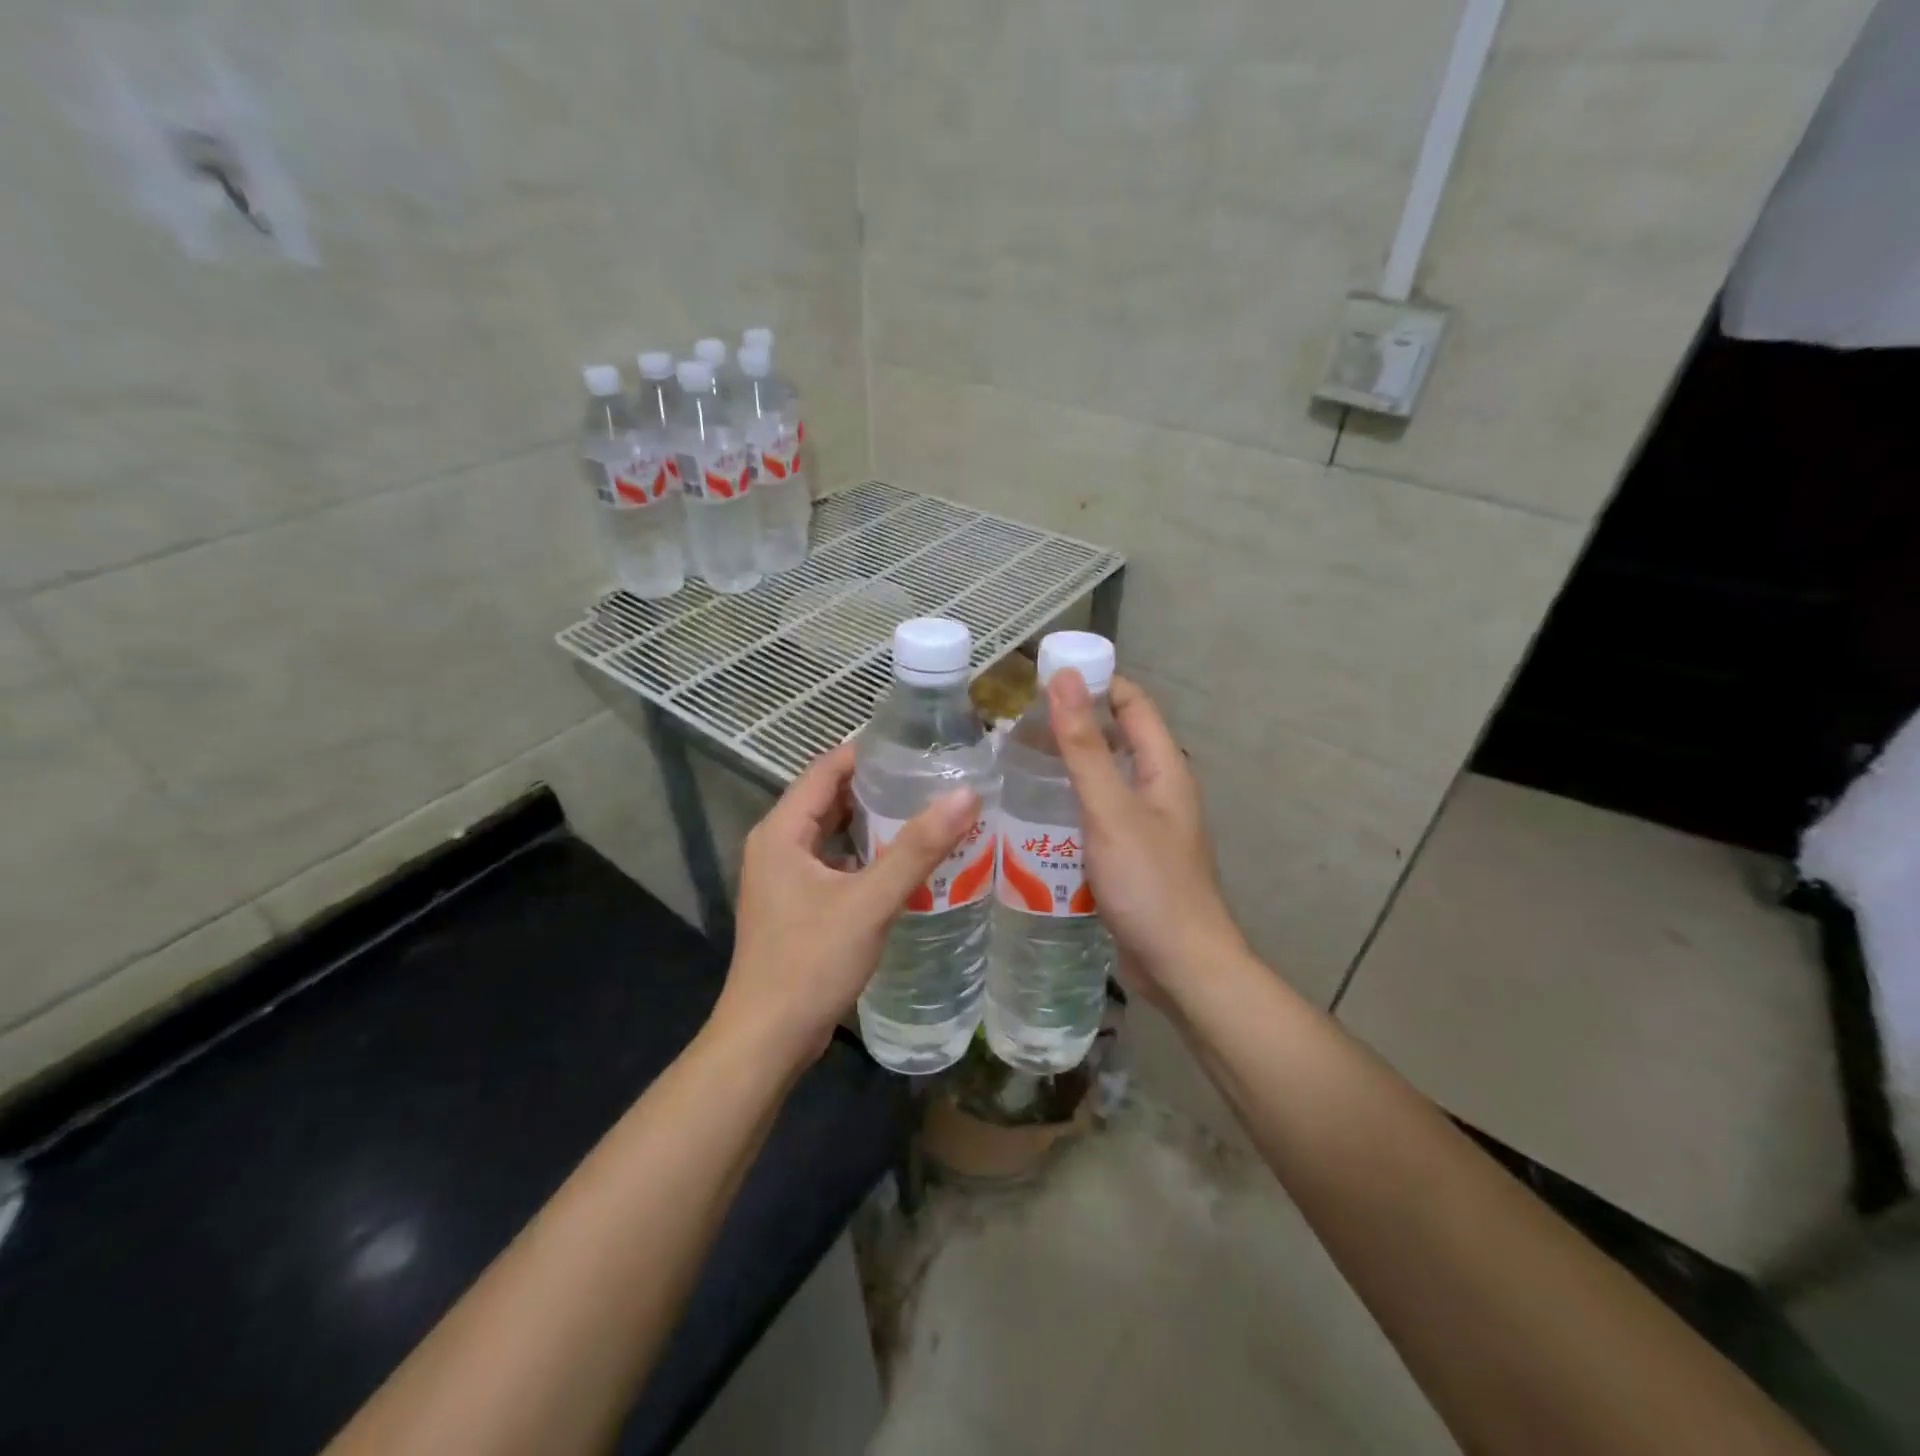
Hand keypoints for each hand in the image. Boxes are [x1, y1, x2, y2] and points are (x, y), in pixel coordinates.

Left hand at [712, 742, 979, 1073]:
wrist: (767, 1041)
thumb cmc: (810, 963)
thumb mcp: (869, 902)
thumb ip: (918, 848)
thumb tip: (965, 794)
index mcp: (782, 831)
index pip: (826, 769)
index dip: (869, 753)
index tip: (919, 746)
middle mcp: (777, 846)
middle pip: (831, 799)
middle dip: (879, 788)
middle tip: (933, 779)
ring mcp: (785, 879)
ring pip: (835, 835)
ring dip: (876, 825)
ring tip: (929, 813)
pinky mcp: (797, 906)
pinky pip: (836, 865)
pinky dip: (867, 858)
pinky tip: (906, 864)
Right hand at [1049, 671, 1245, 1007]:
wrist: (1181, 967)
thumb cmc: (1149, 884)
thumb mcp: (1111, 810)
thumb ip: (1085, 747)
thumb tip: (1064, 679)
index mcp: (1165, 768)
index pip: (1132, 704)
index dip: (1095, 682)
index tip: (1044, 678)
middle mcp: (1160, 789)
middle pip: (1118, 738)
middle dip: (1074, 723)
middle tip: (1018, 723)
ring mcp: (1146, 825)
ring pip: (1106, 778)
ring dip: (1070, 764)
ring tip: (1017, 761)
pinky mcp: (1131, 856)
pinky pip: (1098, 814)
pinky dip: (1071, 802)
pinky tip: (1035, 813)